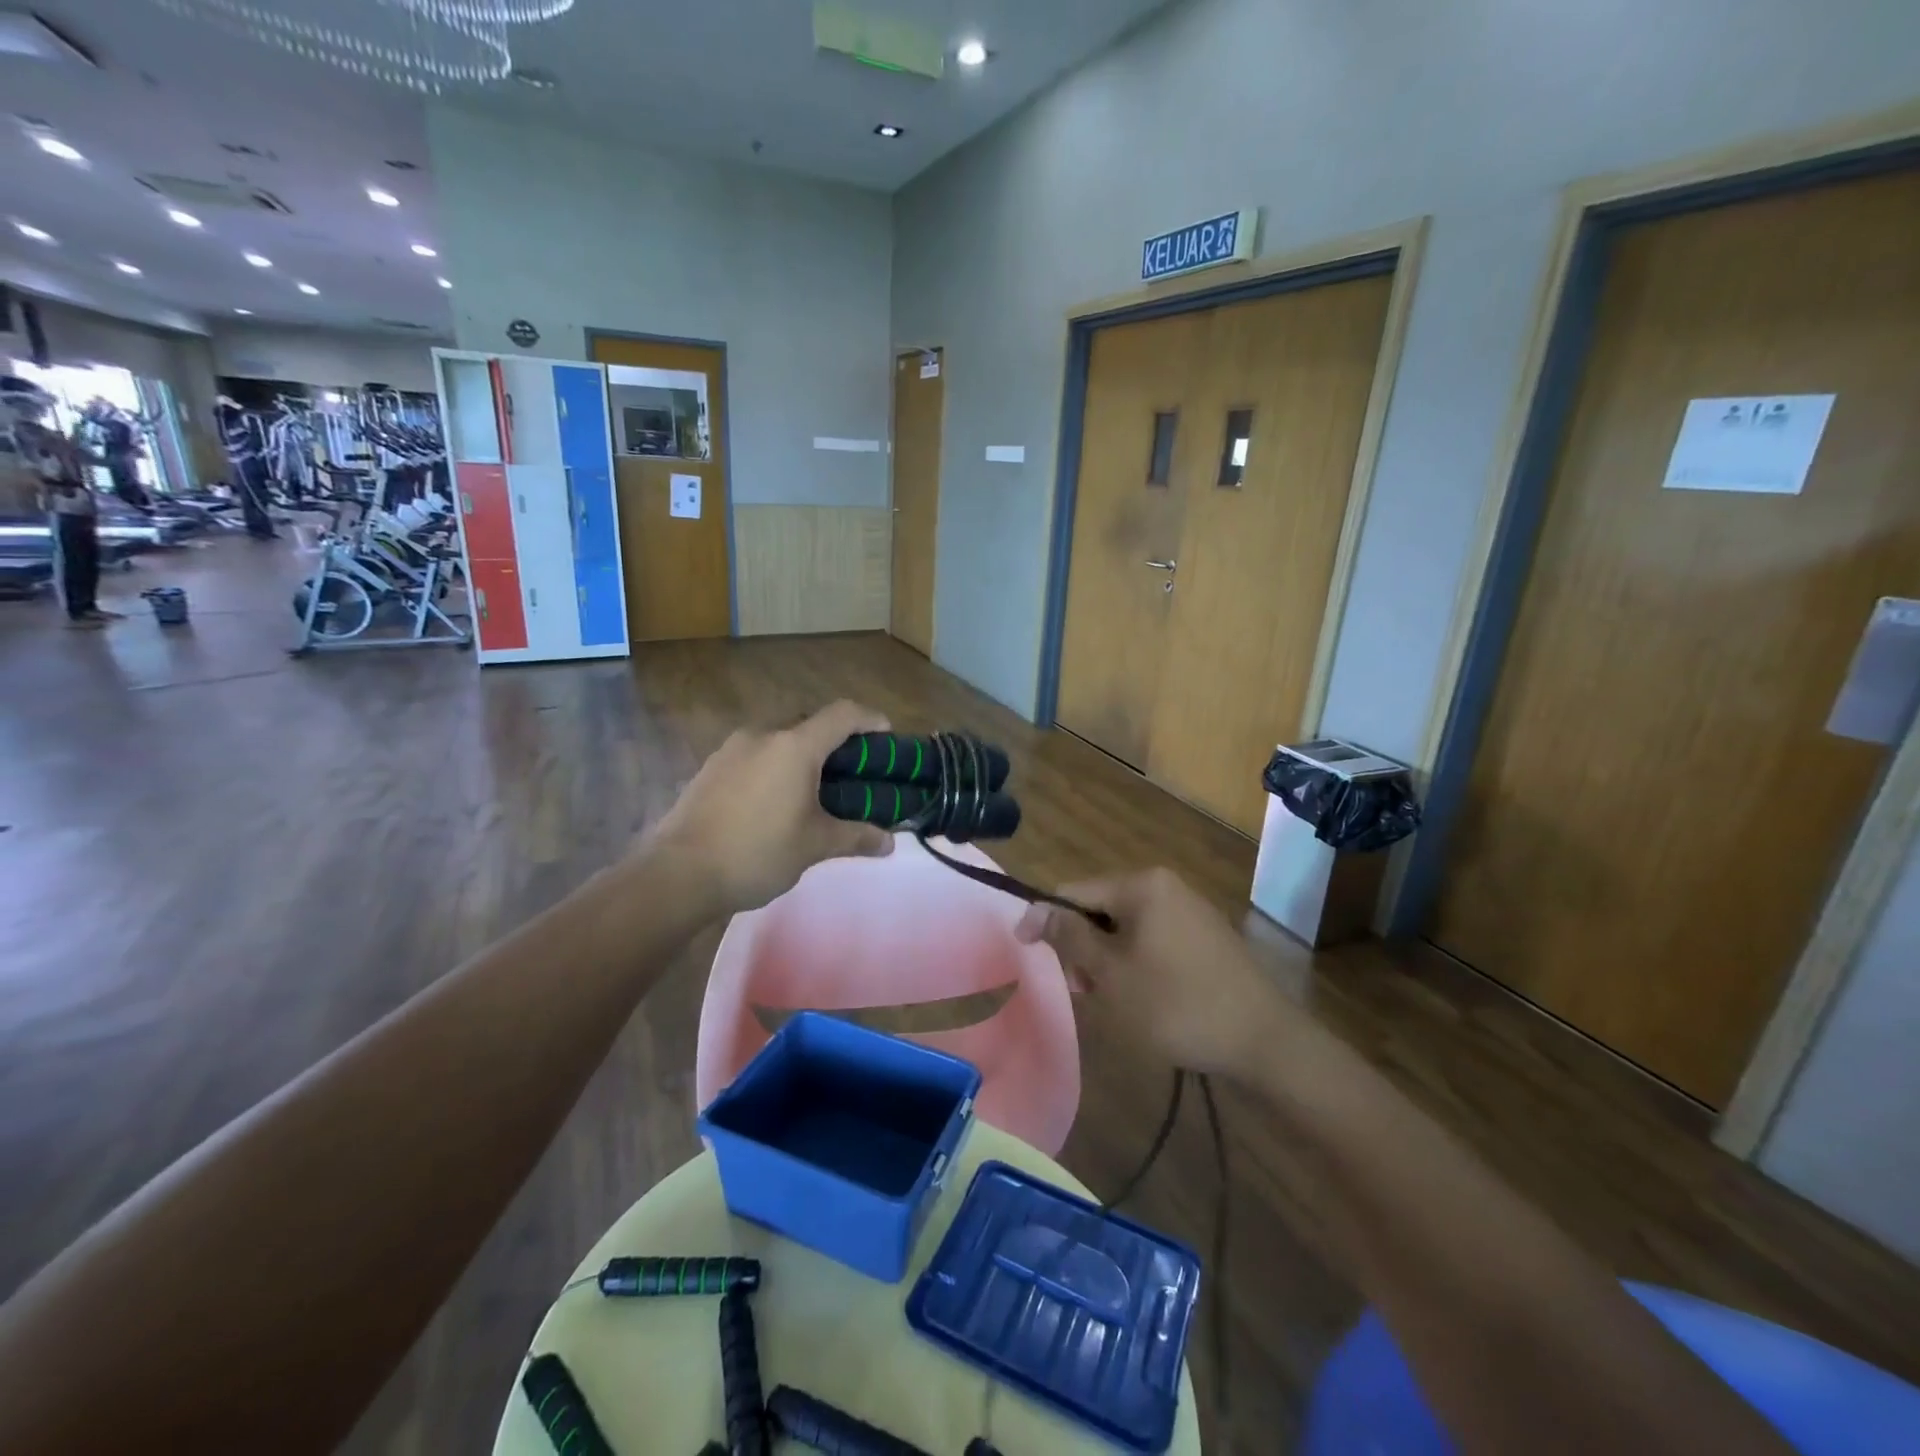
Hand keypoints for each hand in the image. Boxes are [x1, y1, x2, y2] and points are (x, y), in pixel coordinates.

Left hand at [653, 700, 895, 915]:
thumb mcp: (814, 846)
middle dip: (834, 740)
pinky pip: (753, 756)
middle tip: (850, 771)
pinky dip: (773, 767)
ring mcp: (731, 749)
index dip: (869, 718)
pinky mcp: (709, 768)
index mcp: (795, 746)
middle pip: (808, 723)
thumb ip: (856, 837)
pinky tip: (772, 802)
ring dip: (800, 754)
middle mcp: (763, 735)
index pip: (842, 714)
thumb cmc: (757, 852)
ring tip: (811, 790)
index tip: (885, 735)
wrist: (678, 873)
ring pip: (778, 739)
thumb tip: (889, 843)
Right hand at [1016, 868, 1291, 1074]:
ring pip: (1125, 927)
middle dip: (1081, 946)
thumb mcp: (1112, 974)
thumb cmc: (1177, 1005)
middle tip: (1083, 990)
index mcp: (1142, 885)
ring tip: (1112, 999)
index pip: (1073, 891)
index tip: (1027, 955)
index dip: (1045, 920)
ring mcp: (1189, 910)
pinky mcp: (1205, 936)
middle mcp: (1166, 886)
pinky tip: (1143, 997)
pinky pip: (1153, 939)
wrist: (1265, 1042)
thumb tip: (1034, 909)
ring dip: (1107, 958)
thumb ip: (1070, 937)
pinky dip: (1135, 962)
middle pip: (1099, 908)